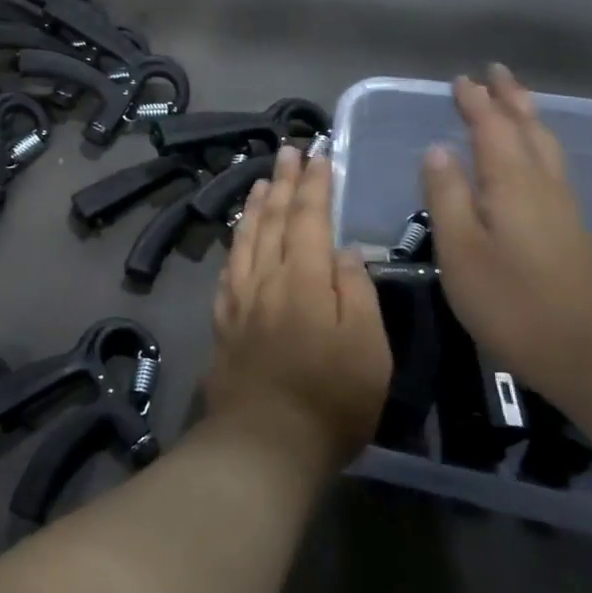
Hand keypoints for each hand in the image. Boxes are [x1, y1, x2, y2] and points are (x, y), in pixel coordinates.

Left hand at [207, 145, 391, 474]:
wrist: (265, 441)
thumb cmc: (332, 398)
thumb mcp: (367, 346)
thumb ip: (355, 289)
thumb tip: (342, 248)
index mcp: (303, 278)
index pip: (309, 218)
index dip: (315, 185)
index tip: (319, 155)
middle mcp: (266, 277)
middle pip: (273, 219)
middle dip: (283, 182)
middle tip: (288, 151)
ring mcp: (239, 297)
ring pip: (246, 238)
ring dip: (255, 205)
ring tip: (261, 180)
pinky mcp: (224, 319)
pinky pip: (229, 266)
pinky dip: (236, 241)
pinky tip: (238, 235)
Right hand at [424, 65, 591, 388]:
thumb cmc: (515, 303)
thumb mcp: (462, 251)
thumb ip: (447, 197)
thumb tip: (437, 149)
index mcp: (513, 184)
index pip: (492, 129)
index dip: (476, 103)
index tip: (461, 80)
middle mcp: (543, 186)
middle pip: (529, 129)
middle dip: (510, 99)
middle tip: (496, 72)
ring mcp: (564, 209)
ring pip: (546, 148)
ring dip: (528, 118)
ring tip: (516, 102)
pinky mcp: (573, 232)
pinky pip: (552, 168)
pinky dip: (537, 146)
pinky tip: (532, 161)